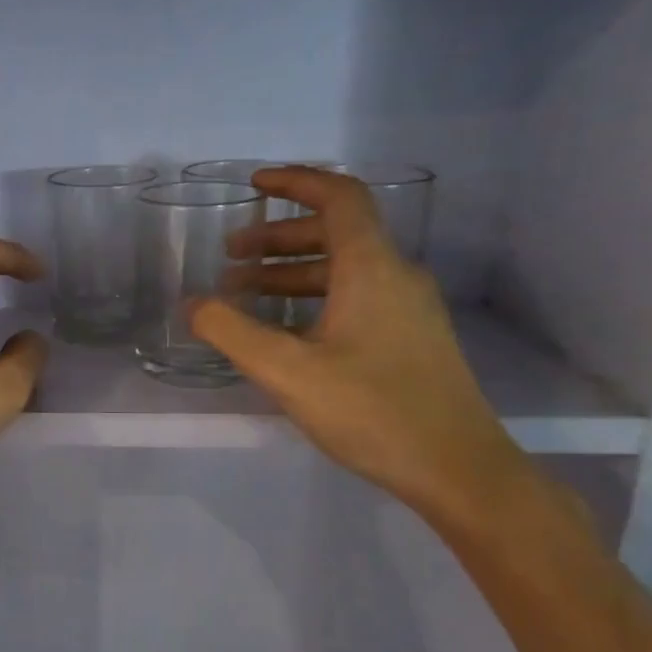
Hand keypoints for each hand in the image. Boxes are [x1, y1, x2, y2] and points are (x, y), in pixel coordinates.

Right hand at [191, 168, 532, 528]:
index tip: (253, 185)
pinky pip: (355, 296)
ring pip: (343, 268)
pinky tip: (283, 329)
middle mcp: (396, 275)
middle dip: (278, 237)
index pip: (339, 197)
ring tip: (243, 293)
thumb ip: (232, 332)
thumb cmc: (372, 411)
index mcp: (371, 269)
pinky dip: (312, 297)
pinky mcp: (410, 337)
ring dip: (290, 271)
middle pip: (336, 232)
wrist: (458, 469)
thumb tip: (193, 304)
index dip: (295, 182)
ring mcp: (408, 308)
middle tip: (230, 256)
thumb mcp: (287, 372)